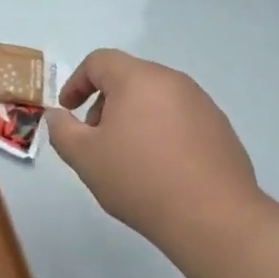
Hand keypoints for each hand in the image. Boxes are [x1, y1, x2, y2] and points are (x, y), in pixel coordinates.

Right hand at [47, 49, 269, 255]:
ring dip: (134, 118)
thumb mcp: (85, 157)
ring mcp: (202, 103)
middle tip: (96, 140)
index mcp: (138, 78)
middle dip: (105, 103)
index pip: (99, 61)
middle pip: (129, 78)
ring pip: (156, 99)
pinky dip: (161, 132)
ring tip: (128, 158)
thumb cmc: (139, 180)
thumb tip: (58, 114)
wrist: (213, 217)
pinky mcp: (220, 128)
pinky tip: (161, 169)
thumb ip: (62, 130)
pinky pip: (180, 119)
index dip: (76, 82)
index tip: (68, 111)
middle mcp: (173, 81)